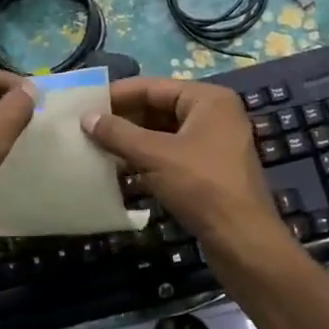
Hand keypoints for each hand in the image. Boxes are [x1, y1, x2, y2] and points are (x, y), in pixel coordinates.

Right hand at [83, 77, 293, 270]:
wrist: (242, 241)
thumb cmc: (201, 186)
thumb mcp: (155, 156)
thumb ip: (119, 134)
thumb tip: (86, 117)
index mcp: (208, 99)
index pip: (154, 87)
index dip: (118, 94)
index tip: (86, 103)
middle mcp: (213, 115)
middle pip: (159, 108)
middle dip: (124, 119)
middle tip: (86, 127)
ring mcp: (213, 144)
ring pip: (163, 134)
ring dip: (132, 141)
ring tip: (95, 147)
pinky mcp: (208, 171)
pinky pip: (170, 155)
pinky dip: (146, 159)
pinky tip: (118, 169)